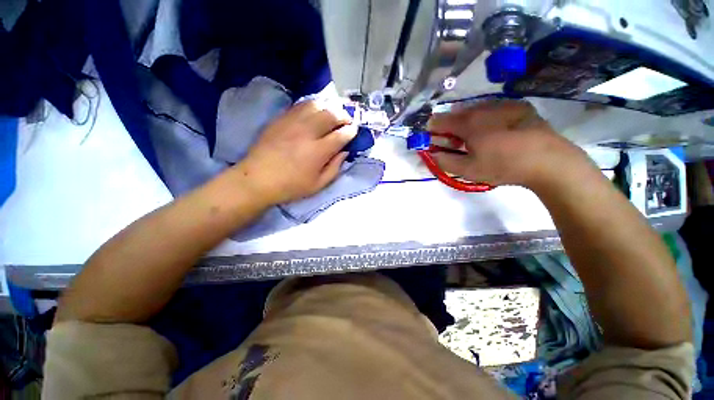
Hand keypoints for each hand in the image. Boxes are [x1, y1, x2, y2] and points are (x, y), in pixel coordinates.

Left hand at [235, 101, 356, 204]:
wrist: (257, 179)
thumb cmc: (290, 186)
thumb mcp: (318, 185)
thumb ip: (335, 168)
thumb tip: (344, 152)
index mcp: (318, 152)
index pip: (341, 135)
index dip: (351, 131)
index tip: (354, 131)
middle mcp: (307, 132)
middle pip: (331, 114)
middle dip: (344, 116)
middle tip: (347, 121)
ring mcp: (292, 123)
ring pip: (316, 105)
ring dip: (329, 107)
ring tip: (333, 113)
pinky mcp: (281, 119)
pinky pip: (301, 105)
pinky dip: (313, 105)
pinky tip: (316, 111)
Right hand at [427, 100, 587, 189]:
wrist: (548, 160)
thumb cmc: (503, 166)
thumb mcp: (468, 170)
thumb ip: (444, 161)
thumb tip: (432, 154)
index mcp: (467, 123)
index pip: (438, 121)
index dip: (431, 130)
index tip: (432, 140)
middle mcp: (482, 108)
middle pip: (456, 114)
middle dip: (449, 127)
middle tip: (454, 143)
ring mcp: (502, 104)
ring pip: (474, 109)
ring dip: (467, 122)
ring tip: (475, 138)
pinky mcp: (518, 106)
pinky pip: (493, 108)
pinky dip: (486, 117)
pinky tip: (495, 130)